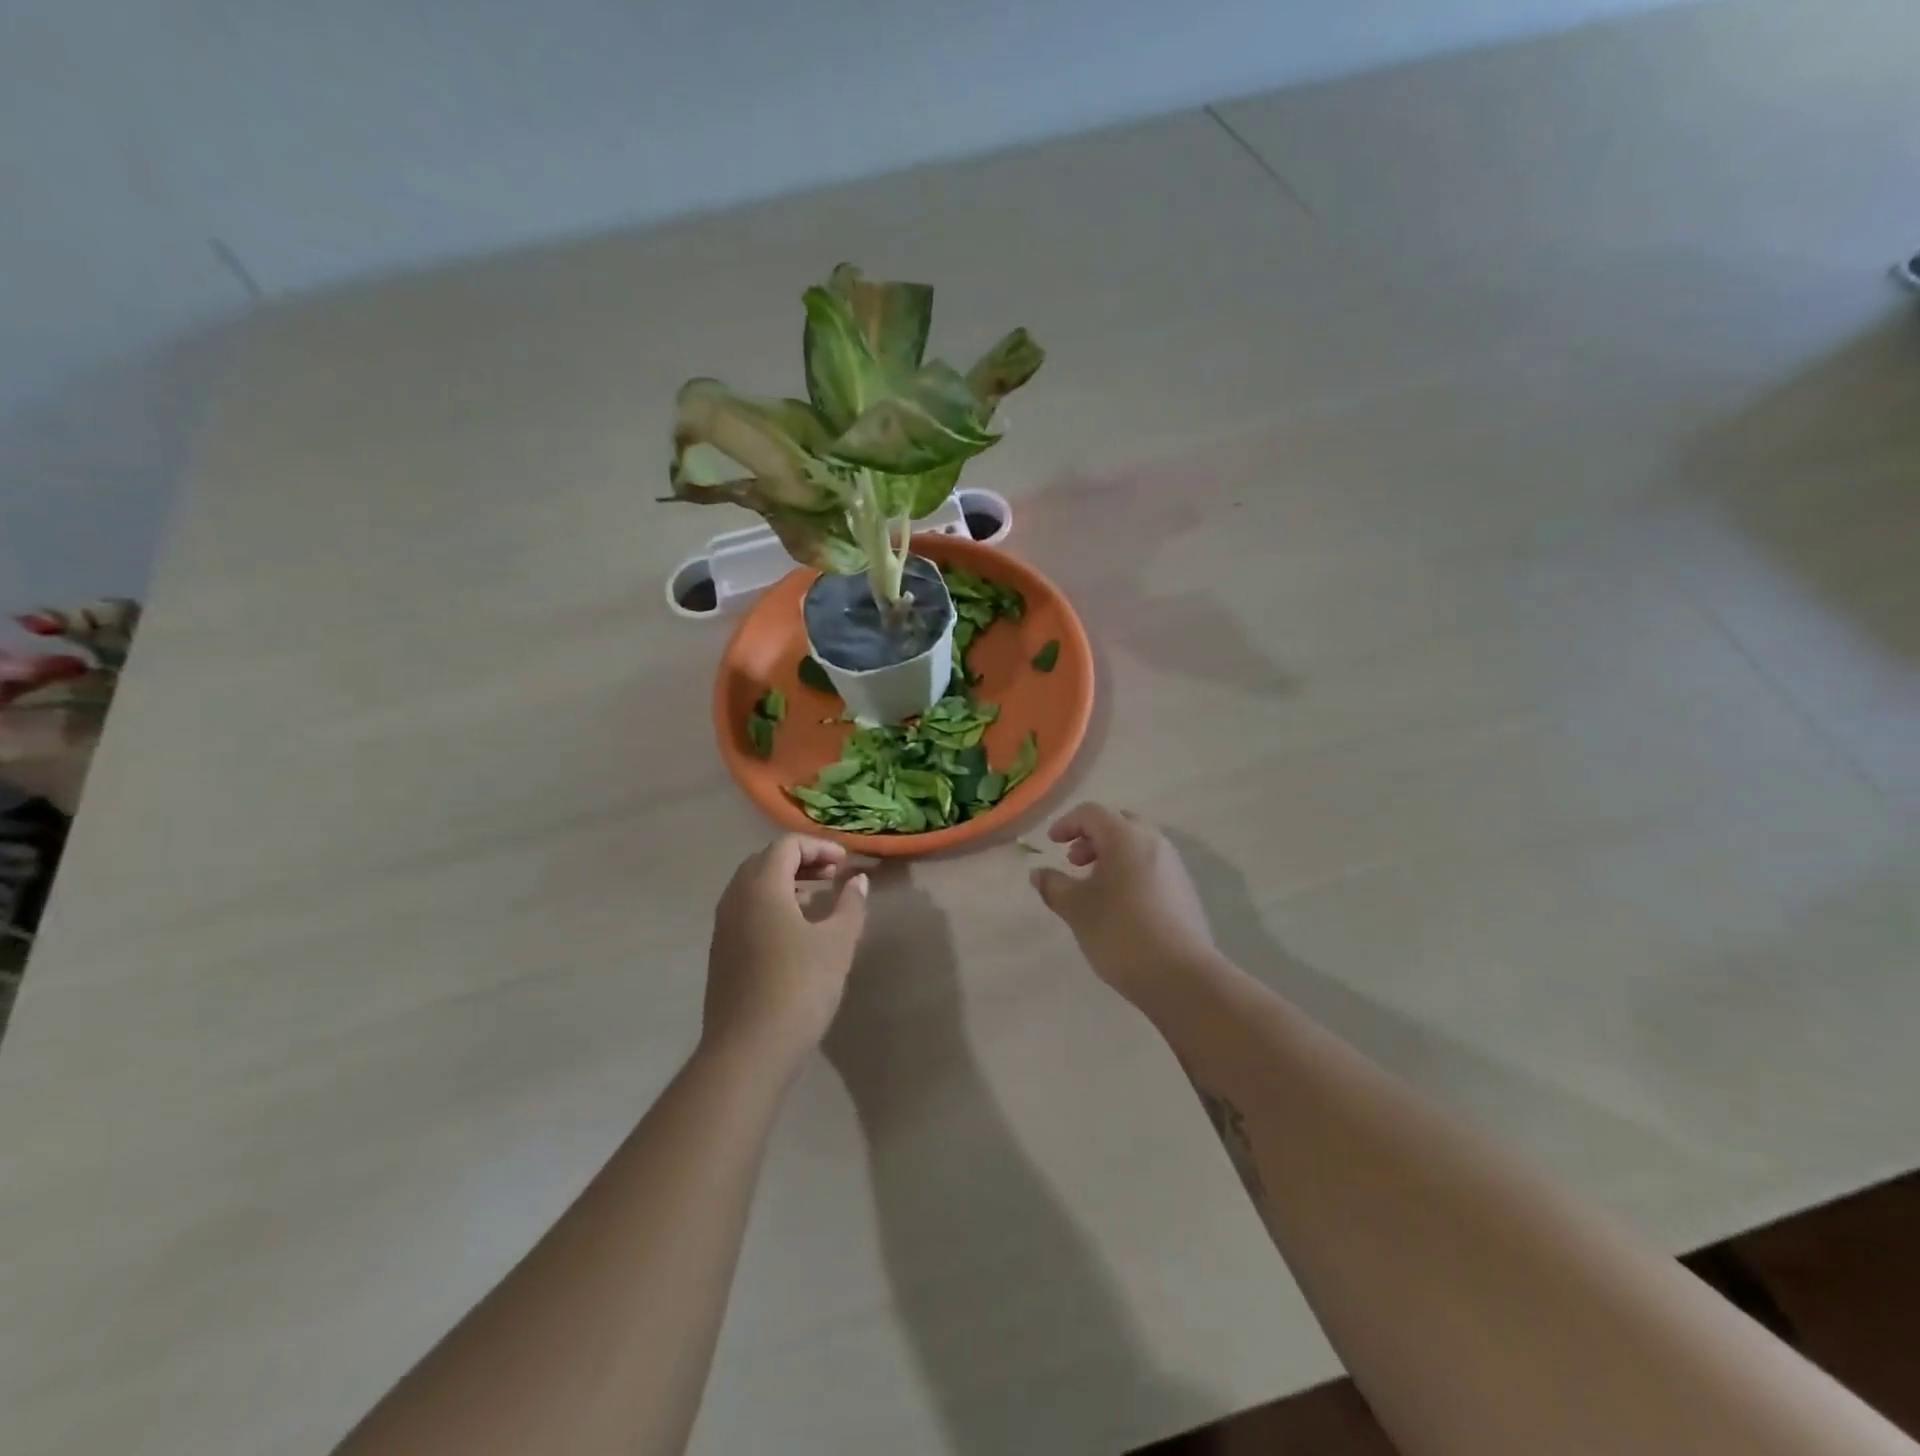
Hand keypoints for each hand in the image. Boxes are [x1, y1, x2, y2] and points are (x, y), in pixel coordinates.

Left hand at [704, 836, 868, 1069]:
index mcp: (761, 887)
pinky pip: (747, 911)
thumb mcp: (837, 943)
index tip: (846, 864)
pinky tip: (796, 932)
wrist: (748, 1051)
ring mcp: (723, 927)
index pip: (786, 846)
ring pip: (753, 887)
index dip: (819, 847)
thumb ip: (850, 904)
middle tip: (833, 875)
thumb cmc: (798, 987)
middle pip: (766, 861)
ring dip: (786, 883)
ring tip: (819, 901)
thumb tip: (857, 880)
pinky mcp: (721, 953)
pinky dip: (772, 905)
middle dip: (802, 860)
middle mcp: (735, 898)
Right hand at [1030, 804, 1217, 1007]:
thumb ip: (1053, 885)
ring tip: (1093, 886)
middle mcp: (1154, 842)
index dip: (1067, 823)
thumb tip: (1039, 873)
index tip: (1051, 844)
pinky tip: (1119, 905)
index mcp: (1126, 837)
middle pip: (1118, 823)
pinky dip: (1129, 871)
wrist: (1181, 976)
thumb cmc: (1120, 932)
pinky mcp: (1184, 891)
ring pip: (1137, 845)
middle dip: (1092, 837)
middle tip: (1074, 862)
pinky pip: (1151, 866)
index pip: (1092, 813)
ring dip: (1111, 855)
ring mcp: (1174, 866)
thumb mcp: (1076, 908)